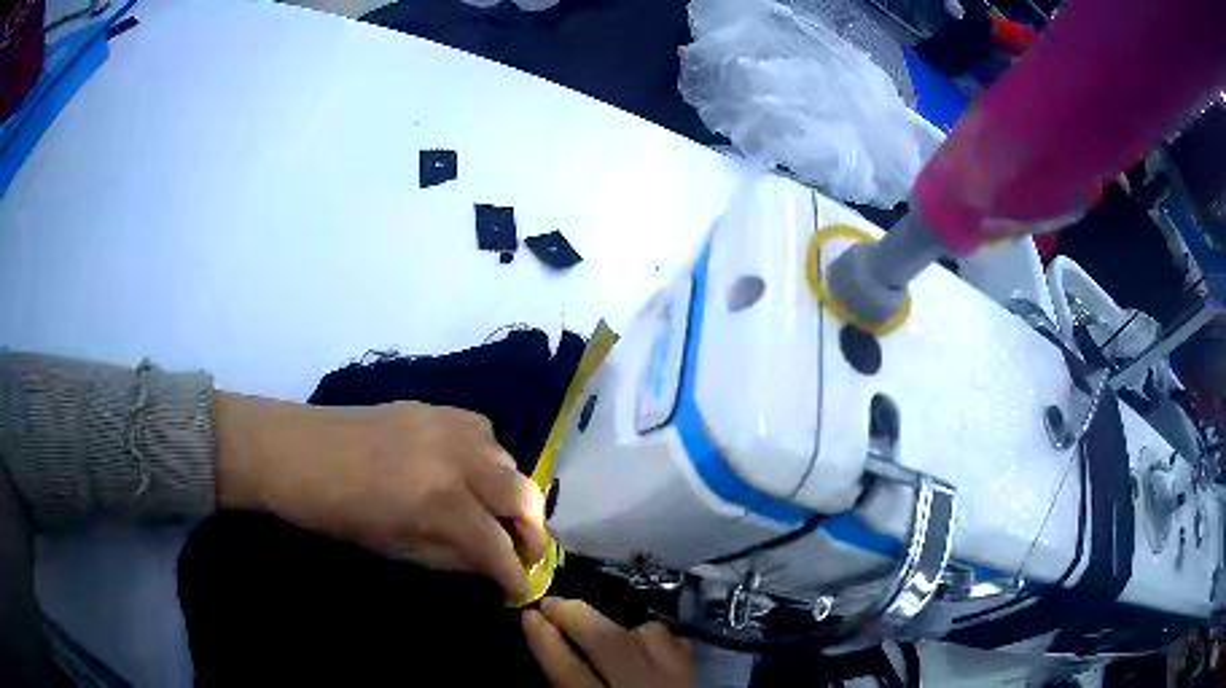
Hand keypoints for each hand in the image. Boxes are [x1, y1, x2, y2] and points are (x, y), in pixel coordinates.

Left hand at [214, 392, 545, 598]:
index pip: (497, 546)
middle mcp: (456, 459)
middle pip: (521, 495)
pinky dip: (492, 457)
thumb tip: (490, 565)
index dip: (514, 574)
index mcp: (440, 504)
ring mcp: (447, 426)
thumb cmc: (337, 514)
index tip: (520, 589)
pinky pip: (484, 431)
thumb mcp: (395, 550)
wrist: (297, 452)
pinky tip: (477, 471)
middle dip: (532, 531)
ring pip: (509, 459)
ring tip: (501, 514)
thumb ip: (451, 557)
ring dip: (514, 493)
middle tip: (525, 552)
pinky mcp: (435, 408)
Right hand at [523, 597, 692, 687]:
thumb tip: (550, 647)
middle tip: (552, 604)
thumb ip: (569, 682)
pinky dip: (656, 639)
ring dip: (622, 628)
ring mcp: (677, 679)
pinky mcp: (696, 674)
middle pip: (610, 641)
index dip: (546, 641)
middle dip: (577, 616)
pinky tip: (644, 645)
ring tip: (603, 629)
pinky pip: (678, 643)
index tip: (529, 615)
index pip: (569, 670)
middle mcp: (642, 686)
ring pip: (650, 636)